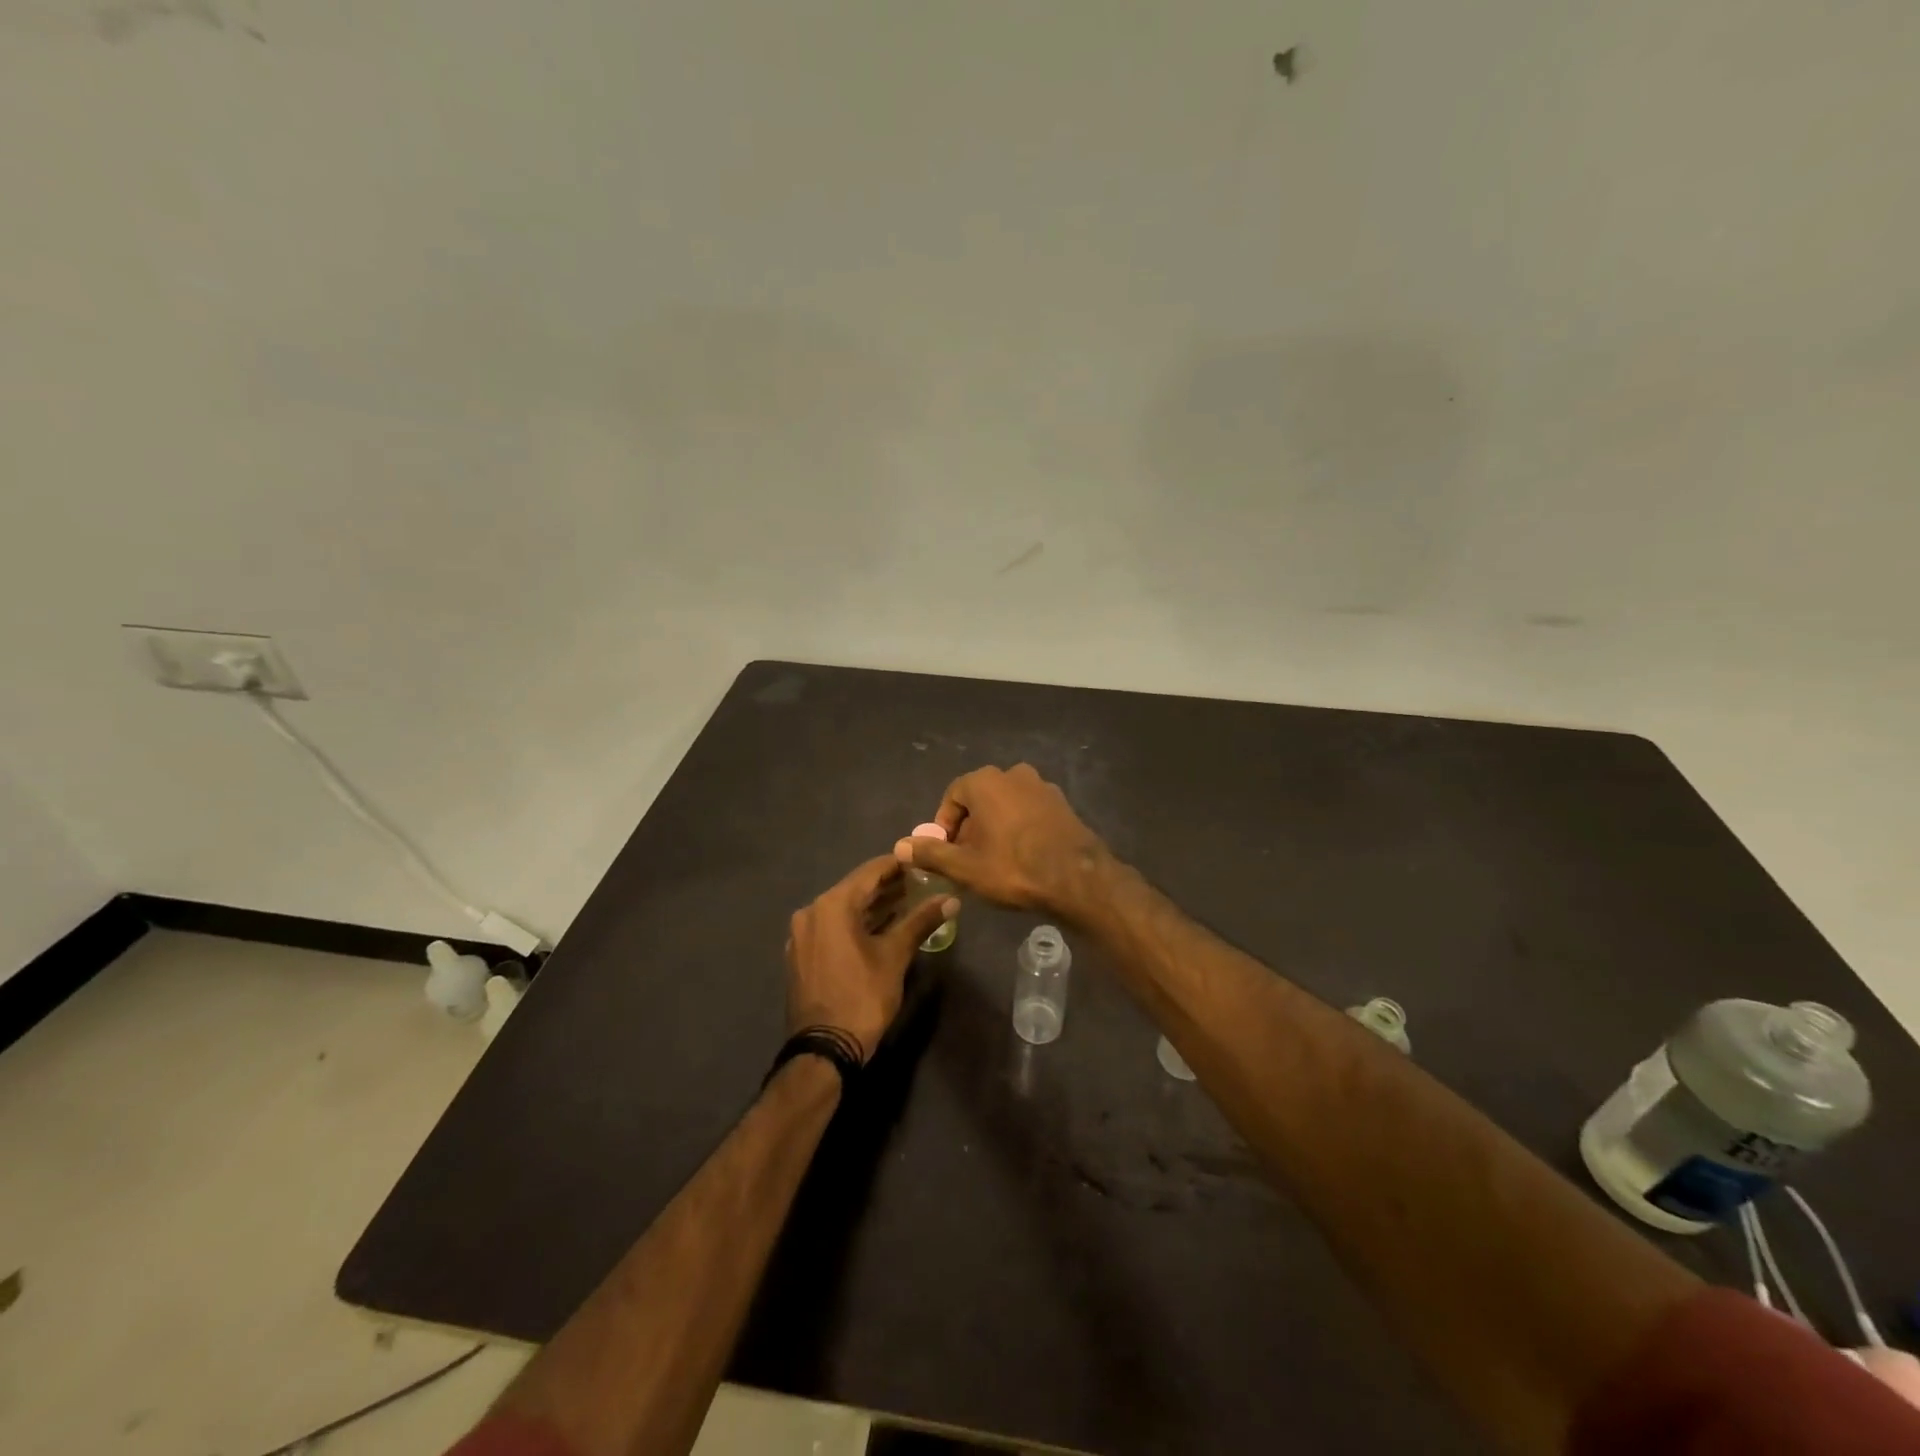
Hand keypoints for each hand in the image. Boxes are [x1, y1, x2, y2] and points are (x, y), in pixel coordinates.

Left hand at [785, 855, 956, 1063]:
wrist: (824, 1051)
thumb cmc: (862, 997)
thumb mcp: (895, 956)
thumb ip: (921, 921)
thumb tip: (951, 899)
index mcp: (831, 905)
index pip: (870, 871)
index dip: (899, 864)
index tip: (923, 861)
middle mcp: (811, 912)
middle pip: (856, 889)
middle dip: (889, 886)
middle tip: (922, 882)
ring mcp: (803, 934)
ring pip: (844, 909)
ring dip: (874, 906)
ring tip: (909, 902)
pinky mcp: (802, 954)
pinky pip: (833, 927)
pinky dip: (857, 923)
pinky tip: (882, 927)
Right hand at [893, 763, 1111, 917]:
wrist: (1076, 878)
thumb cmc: (1013, 867)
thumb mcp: (964, 866)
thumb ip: (931, 853)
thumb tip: (901, 845)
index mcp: (985, 781)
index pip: (952, 796)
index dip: (944, 826)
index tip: (945, 852)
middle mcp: (1013, 774)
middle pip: (979, 799)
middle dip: (970, 827)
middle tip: (967, 858)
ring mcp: (1041, 786)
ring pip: (1005, 804)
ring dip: (995, 827)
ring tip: (994, 859)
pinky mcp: (1061, 803)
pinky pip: (1029, 811)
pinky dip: (1019, 827)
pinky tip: (1022, 855)